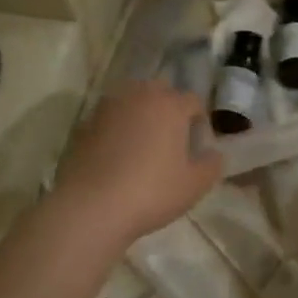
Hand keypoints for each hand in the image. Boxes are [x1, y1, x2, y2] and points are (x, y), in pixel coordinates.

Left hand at [54, 82, 222, 247]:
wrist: (91, 207)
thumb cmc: (151, 192)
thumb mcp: (195, 185)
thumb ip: (212, 165)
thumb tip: (213, 154)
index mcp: (170, 105)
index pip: (193, 101)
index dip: (200, 120)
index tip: (198, 144)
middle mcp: (139, 96)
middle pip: (160, 91)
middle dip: (168, 108)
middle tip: (171, 138)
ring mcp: (107, 107)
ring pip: (131, 100)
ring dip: (140, 114)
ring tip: (142, 143)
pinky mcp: (84, 124)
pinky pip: (108, 118)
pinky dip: (116, 129)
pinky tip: (116, 155)